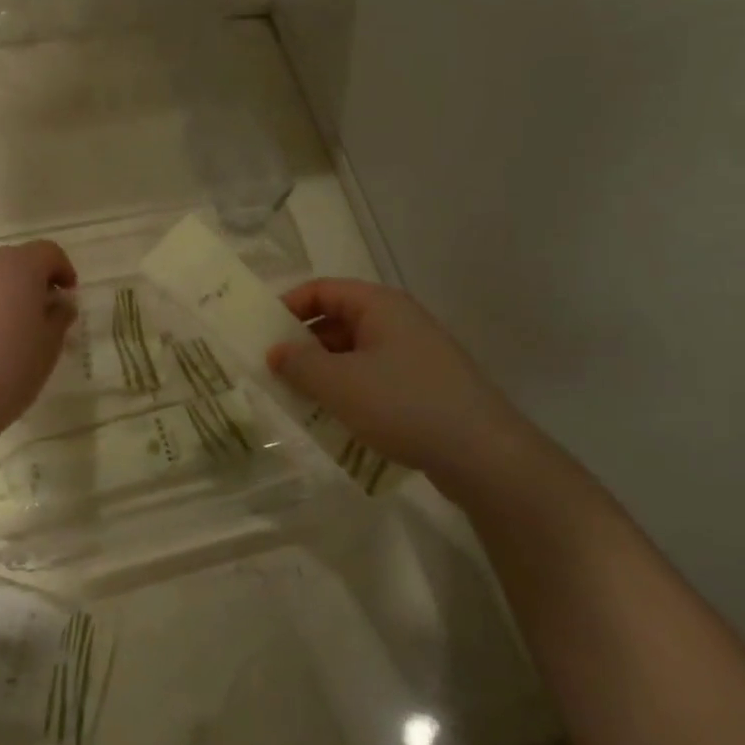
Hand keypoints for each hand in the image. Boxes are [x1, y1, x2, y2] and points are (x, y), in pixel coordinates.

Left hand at [0, 241, 77, 448]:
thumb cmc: (12, 368)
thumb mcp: (50, 344)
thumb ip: (59, 315)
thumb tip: (59, 303)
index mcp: (18, 267)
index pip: (48, 252)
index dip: (63, 270)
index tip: (68, 296)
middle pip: (15, 261)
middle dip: (32, 281)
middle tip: (41, 313)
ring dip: (2, 294)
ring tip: (8, 330)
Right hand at [267, 279, 526, 476]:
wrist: (483, 455)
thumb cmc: (403, 405)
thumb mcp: (339, 384)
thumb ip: (298, 364)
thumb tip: (275, 351)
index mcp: (379, 306)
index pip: (322, 289)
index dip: (288, 306)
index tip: (261, 334)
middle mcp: (398, 321)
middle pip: (337, 320)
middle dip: (302, 345)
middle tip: (273, 372)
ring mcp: (414, 354)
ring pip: (354, 353)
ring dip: (323, 372)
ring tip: (297, 400)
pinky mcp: (424, 386)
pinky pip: (373, 378)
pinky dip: (348, 391)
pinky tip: (334, 419)